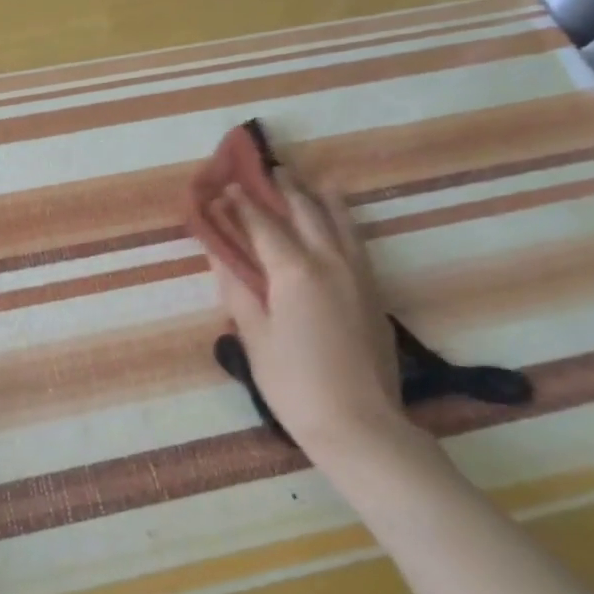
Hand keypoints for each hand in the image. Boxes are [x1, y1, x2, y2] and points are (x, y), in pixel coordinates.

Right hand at [206, 171, 413, 465]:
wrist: (359, 423)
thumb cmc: (295, 383)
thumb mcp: (254, 339)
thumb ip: (238, 292)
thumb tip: (220, 257)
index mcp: (295, 271)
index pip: (263, 225)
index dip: (242, 204)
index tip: (225, 186)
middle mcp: (330, 262)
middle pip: (305, 212)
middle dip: (284, 189)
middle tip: (267, 170)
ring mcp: (358, 274)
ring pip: (340, 221)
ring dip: (319, 197)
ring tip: (308, 181)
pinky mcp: (373, 292)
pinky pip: (356, 241)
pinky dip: (343, 221)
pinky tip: (338, 221)